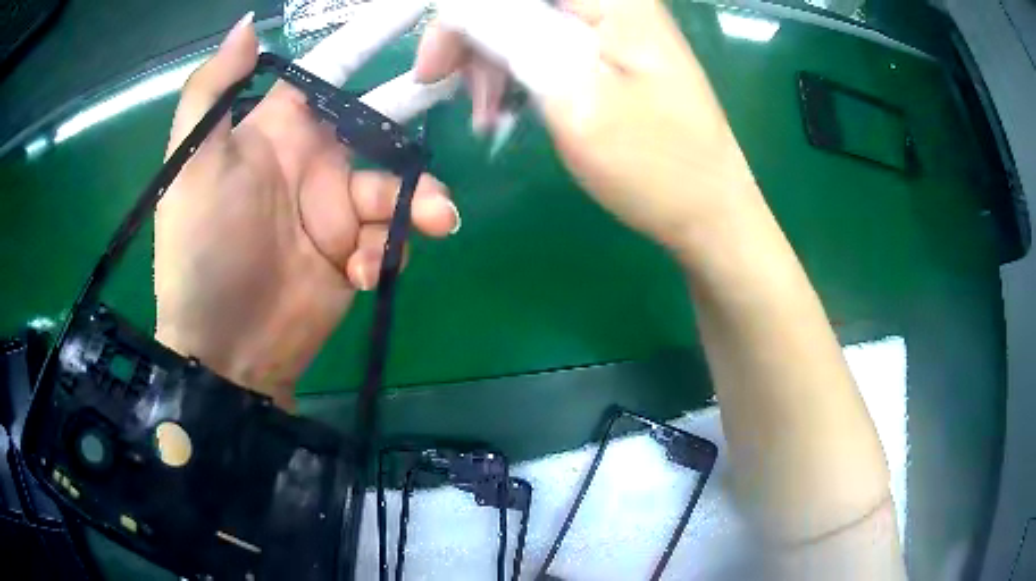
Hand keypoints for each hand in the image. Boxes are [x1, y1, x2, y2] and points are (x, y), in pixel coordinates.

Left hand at [155, 5, 458, 407]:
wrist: (223, 350)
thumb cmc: (200, 249)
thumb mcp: (192, 165)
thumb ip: (213, 91)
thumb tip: (248, 26)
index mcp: (280, 128)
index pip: (334, 67)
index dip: (372, 37)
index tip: (417, 12)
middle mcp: (316, 159)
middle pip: (383, 117)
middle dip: (421, 101)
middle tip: (472, 83)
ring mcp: (339, 210)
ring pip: (399, 184)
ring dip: (419, 199)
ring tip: (434, 220)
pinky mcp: (356, 254)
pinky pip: (392, 238)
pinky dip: (388, 250)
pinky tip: (361, 273)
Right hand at [416, 0, 760, 253]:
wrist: (710, 211)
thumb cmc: (655, 166)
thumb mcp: (575, 97)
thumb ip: (514, 38)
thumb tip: (459, 9)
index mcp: (612, 0)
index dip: (461, 16)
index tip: (436, 68)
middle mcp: (614, 1)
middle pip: (516, 2)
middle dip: (475, 40)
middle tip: (456, 95)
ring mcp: (614, 25)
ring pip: (524, 20)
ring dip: (493, 60)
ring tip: (489, 117)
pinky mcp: (611, 50)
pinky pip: (545, 42)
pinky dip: (518, 70)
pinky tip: (510, 107)